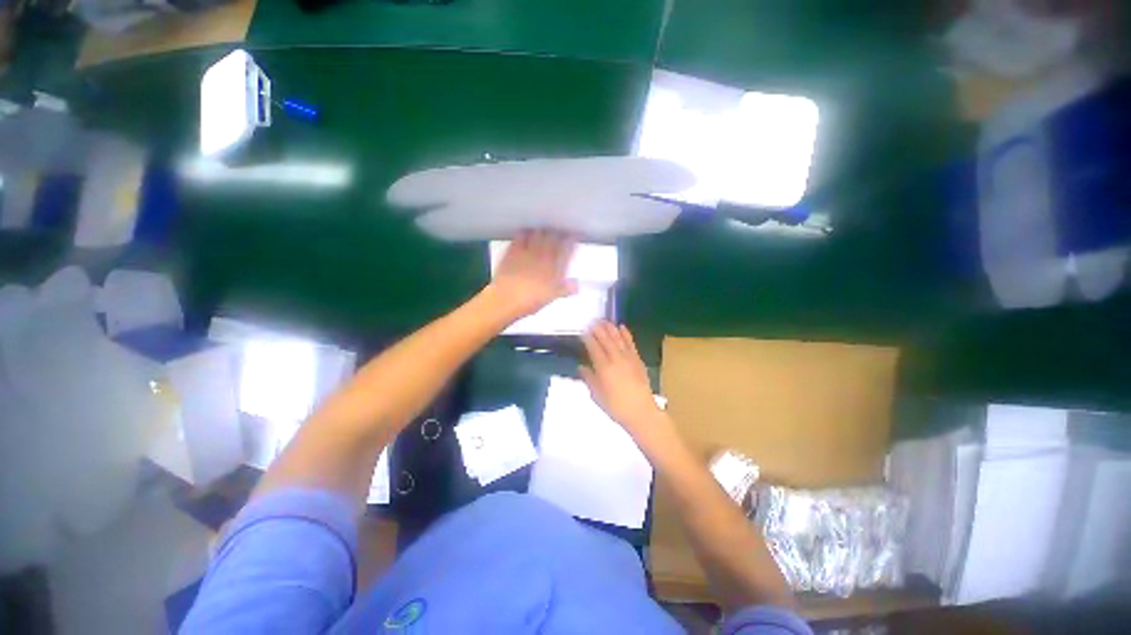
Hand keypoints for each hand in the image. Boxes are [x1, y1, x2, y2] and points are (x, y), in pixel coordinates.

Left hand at [487, 230, 577, 318]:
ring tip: (545, 231)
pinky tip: (527, 233)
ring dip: (543, 231)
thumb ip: (565, 289)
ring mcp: (528, 250)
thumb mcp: (552, 297)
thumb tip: (577, 284)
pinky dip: (526, 233)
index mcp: (556, 267)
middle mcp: (544, 255)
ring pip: (539, 233)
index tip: (574, 236)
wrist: (506, 299)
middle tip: (560, 231)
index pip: (568, 248)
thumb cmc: (531, 301)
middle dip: (558, 232)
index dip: (572, 240)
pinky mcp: (513, 249)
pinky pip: (521, 235)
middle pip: (554, 236)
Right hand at [580, 321, 668, 439]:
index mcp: (603, 368)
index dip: (588, 337)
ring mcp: (628, 358)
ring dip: (610, 327)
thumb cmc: (616, 407)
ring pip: (618, 338)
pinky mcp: (638, 359)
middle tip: (592, 320)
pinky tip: (622, 327)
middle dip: (598, 328)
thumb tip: (581, 367)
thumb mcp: (597, 396)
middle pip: (605, 339)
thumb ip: (589, 379)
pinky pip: (631, 343)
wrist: (641, 412)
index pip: (594, 347)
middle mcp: (615, 359)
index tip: (583, 330)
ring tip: (604, 320)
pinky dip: (626, 334)